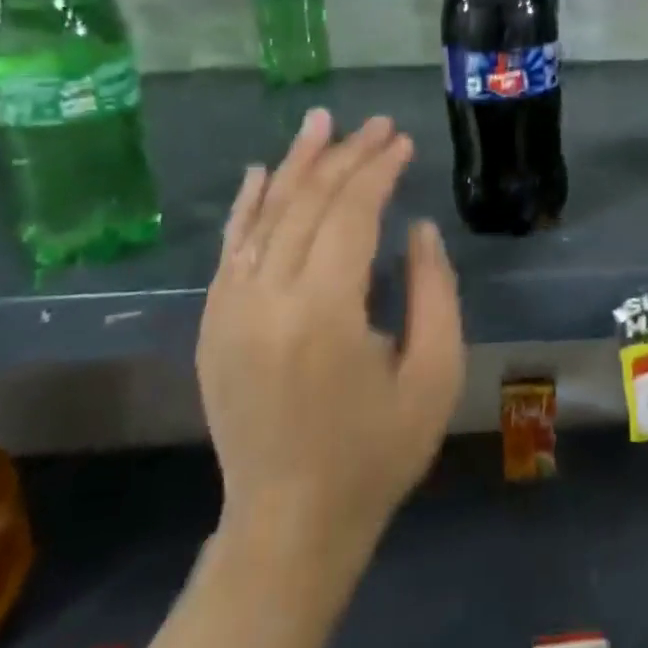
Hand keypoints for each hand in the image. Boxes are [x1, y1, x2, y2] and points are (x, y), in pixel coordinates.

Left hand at [197, 111, 464, 557]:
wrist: (289, 526)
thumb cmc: (377, 452)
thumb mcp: (435, 374)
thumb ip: (434, 290)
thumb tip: (416, 228)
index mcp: (323, 314)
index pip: (350, 214)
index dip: (378, 170)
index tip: (403, 141)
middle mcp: (265, 301)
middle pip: (305, 204)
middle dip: (345, 156)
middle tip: (378, 124)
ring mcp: (228, 312)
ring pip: (262, 216)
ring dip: (295, 164)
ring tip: (322, 122)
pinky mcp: (212, 325)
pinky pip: (229, 249)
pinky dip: (247, 205)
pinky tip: (260, 172)